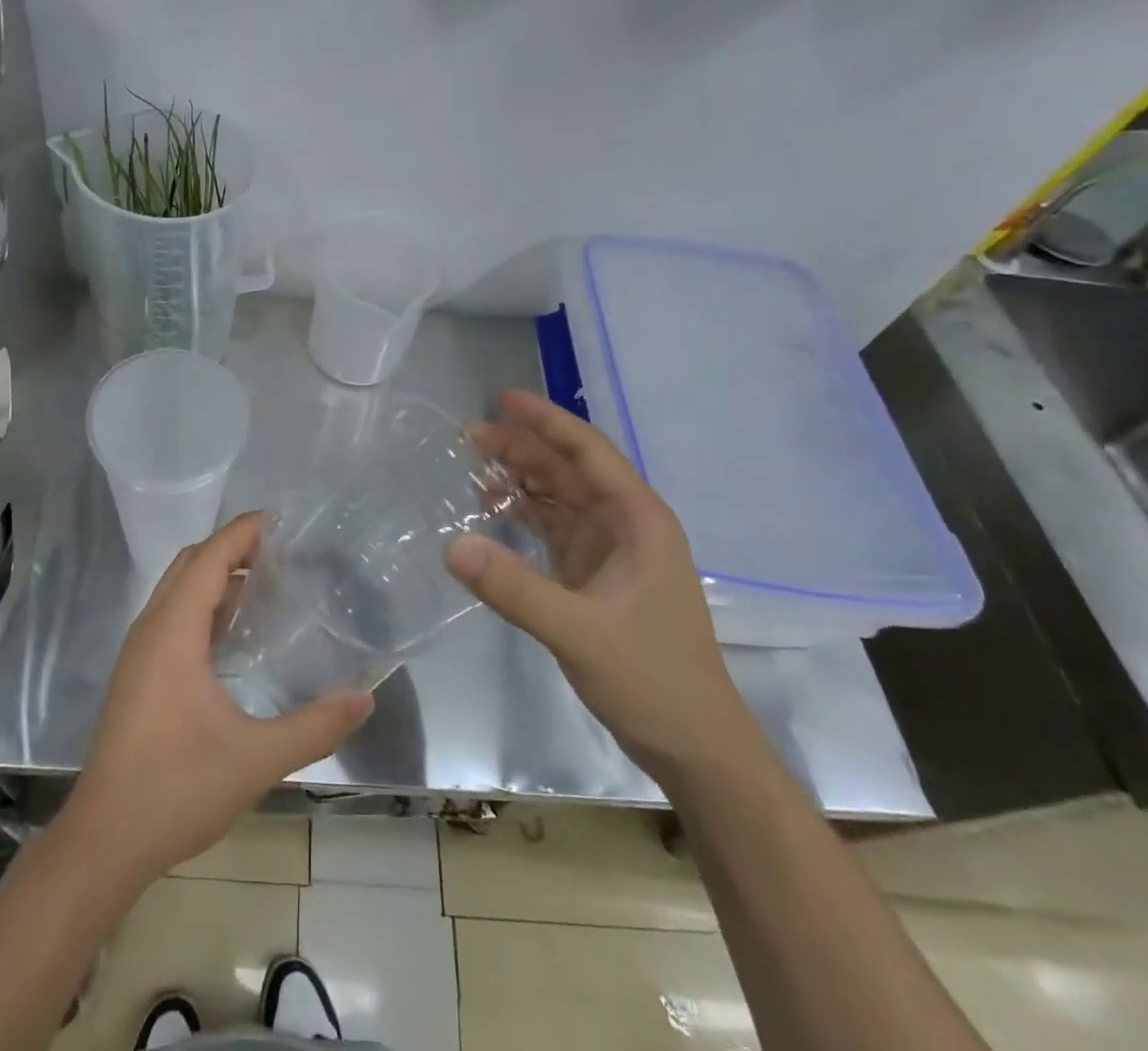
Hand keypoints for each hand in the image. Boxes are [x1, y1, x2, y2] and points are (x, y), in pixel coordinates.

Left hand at [62, 514, 372, 884]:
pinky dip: (203, 607)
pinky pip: (171, 618)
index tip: (282, 521)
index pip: (210, 557)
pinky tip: (233, 637)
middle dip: (232, 549)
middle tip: (281, 554)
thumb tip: (364, 697)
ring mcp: (139, 653)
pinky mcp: (136, 676)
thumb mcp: (256, 759)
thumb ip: (315, 726)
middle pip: (191, 565)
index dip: (243, 532)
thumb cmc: (176, 789)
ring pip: (177, 591)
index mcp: (173, 631)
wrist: (104, 841)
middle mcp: (151, 630)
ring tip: (265, 588)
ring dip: (216, 578)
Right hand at [448, 389, 752, 785]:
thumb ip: (514, 589)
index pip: (588, 452)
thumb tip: (451, 546)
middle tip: (467, 435)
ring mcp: (610, 552)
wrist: (696, 747)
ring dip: (520, 479)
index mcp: (638, 521)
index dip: (546, 421)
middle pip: (568, 470)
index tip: (501, 399)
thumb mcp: (579, 632)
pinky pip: (553, 529)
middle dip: (521, 448)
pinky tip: (491, 510)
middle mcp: (625, 525)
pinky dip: (523, 515)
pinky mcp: (594, 577)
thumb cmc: (652, 680)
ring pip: (559, 498)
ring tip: (471, 465)